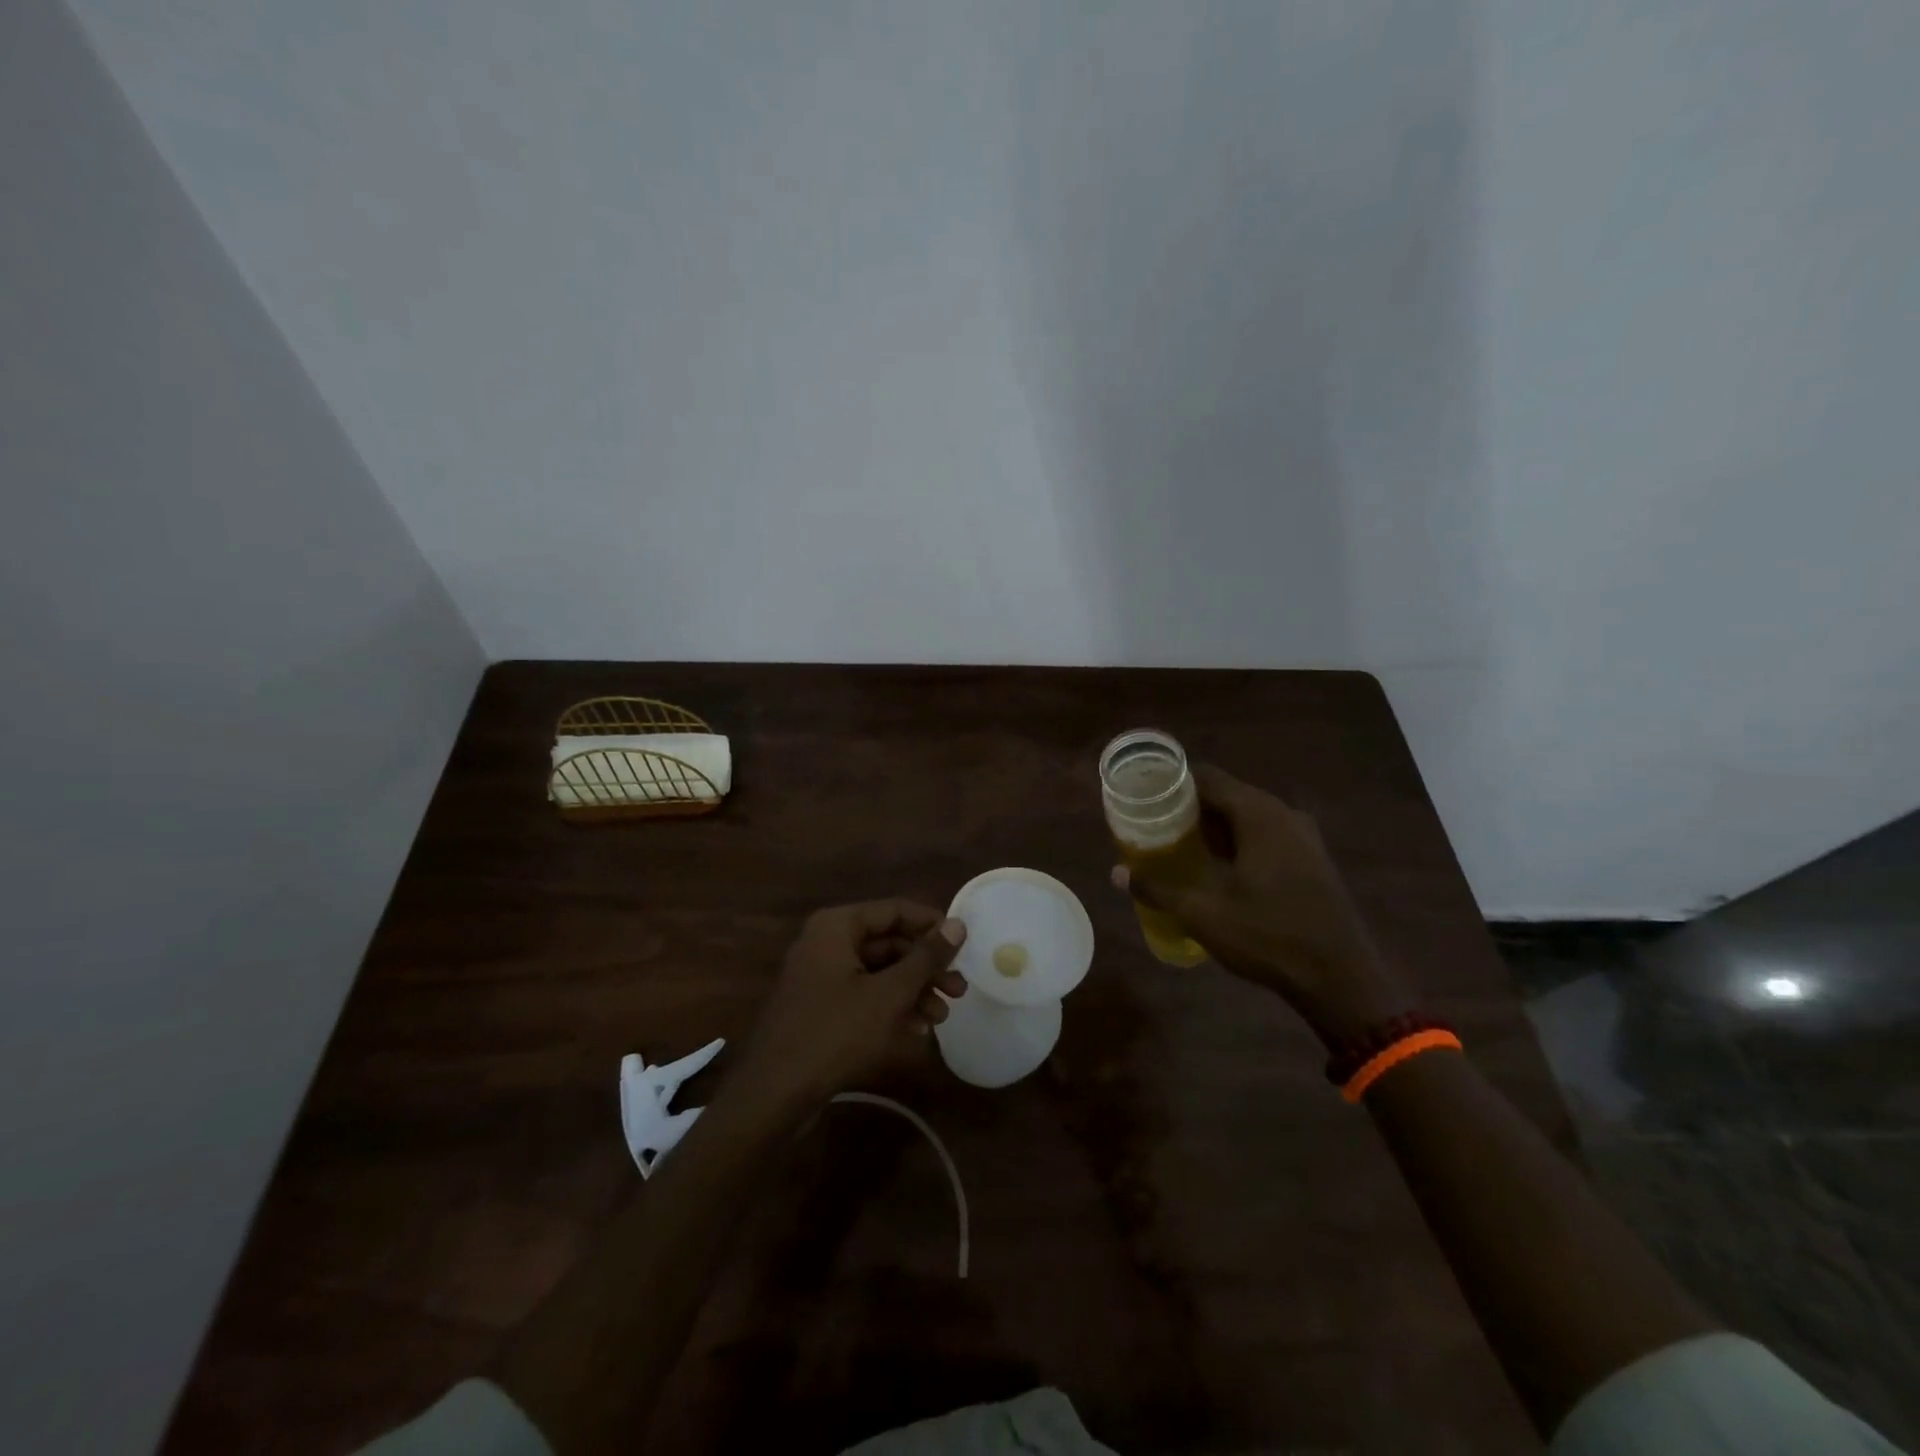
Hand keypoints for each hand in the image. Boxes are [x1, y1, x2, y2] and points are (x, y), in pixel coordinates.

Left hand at [731, 899, 967, 1112]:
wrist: (774, 1094)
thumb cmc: (835, 1033)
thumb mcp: (889, 994)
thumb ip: (926, 957)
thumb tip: (958, 924)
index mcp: (837, 926)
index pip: (895, 910)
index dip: (932, 925)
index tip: (964, 945)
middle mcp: (826, 942)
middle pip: (888, 943)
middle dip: (925, 967)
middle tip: (959, 989)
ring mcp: (820, 976)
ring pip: (878, 972)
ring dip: (912, 991)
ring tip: (942, 1017)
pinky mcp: (819, 1007)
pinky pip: (863, 995)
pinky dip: (890, 1008)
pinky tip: (917, 1031)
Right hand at [1113, 764, 1415, 1046]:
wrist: (1341, 980)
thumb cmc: (1268, 936)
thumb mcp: (1202, 913)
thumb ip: (1157, 888)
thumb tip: (1117, 873)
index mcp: (1258, 814)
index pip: (1207, 777)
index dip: (1172, 782)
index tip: (1144, 796)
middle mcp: (1284, 814)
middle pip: (1227, 794)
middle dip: (1190, 807)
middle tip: (1154, 824)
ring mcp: (1304, 837)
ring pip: (1248, 816)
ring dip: (1215, 827)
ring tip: (1180, 846)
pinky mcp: (1313, 860)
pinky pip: (1267, 835)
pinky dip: (1239, 842)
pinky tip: (1220, 869)